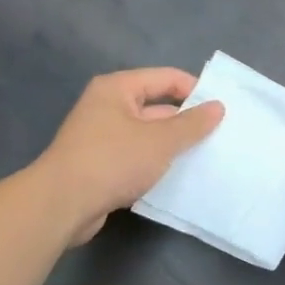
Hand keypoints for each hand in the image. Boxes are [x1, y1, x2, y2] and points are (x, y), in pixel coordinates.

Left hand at [35, 68, 223, 242]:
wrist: (61, 205)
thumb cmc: (113, 161)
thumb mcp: (161, 140)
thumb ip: (192, 123)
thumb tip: (218, 106)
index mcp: (118, 89)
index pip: (166, 78)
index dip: (195, 90)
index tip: (222, 110)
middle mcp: (107, 107)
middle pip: (157, 106)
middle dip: (186, 121)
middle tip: (219, 136)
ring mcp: (102, 137)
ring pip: (148, 135)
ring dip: (173, 145)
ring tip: (206, 157)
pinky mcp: (100, 165)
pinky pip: (137, 157)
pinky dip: (156, 163)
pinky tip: (178, 177)